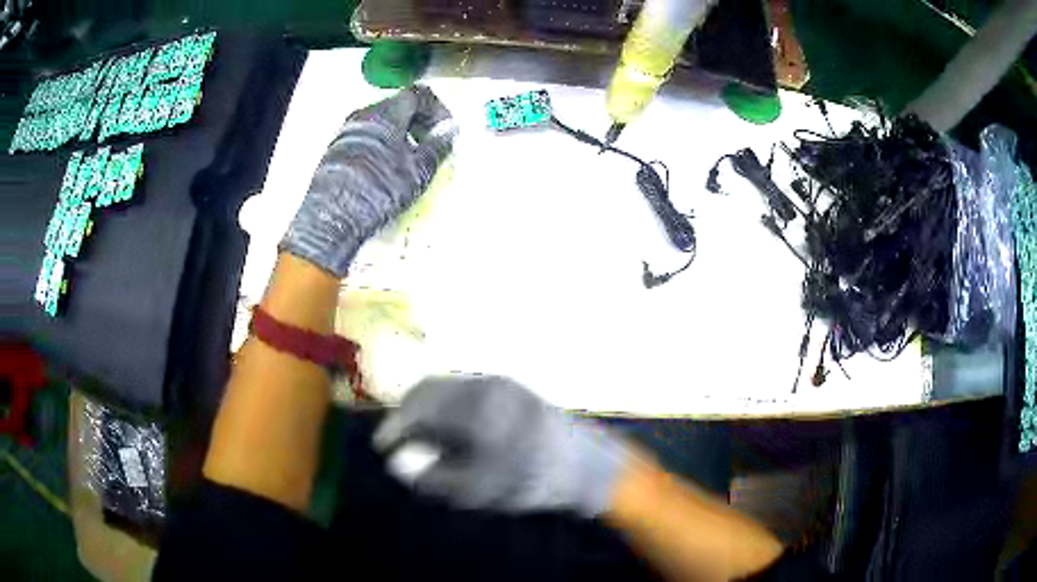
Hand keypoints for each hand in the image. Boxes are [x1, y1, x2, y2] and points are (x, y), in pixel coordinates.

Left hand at [280, 85, 456, 276]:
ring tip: (409, 162)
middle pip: (398, 106)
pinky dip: (382, 146)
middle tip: (431, 146)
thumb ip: (438, 145)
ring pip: (381, 123)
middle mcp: (364, 115)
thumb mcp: (419, 169)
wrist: (333, 216)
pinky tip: (385, 171)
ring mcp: (345, 132)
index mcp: (387, 112)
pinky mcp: (334, 151)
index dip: (437, 110)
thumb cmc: (381, 188)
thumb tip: (450, 129)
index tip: (445, 131)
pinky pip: (366, 137)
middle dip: (419, 123)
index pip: (418, 95)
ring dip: (400, 136)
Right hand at [373, 375, 632, 516]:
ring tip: (421, 441)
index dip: (395, 425)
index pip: (420, 405)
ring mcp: (500, 385)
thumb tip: (396, 464)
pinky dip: (446, 410)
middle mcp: (486, 386)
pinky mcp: (510, 390)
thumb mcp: (483, 487)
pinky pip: (464, 393)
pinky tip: (449, 434)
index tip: (383, 447)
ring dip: (426, 412)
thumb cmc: (535, 480)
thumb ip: (436, 475)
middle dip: (408, 415)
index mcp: (479, 407)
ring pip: (446, 390)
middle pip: (429, 391)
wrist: (588, 466)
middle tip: (399, 443)